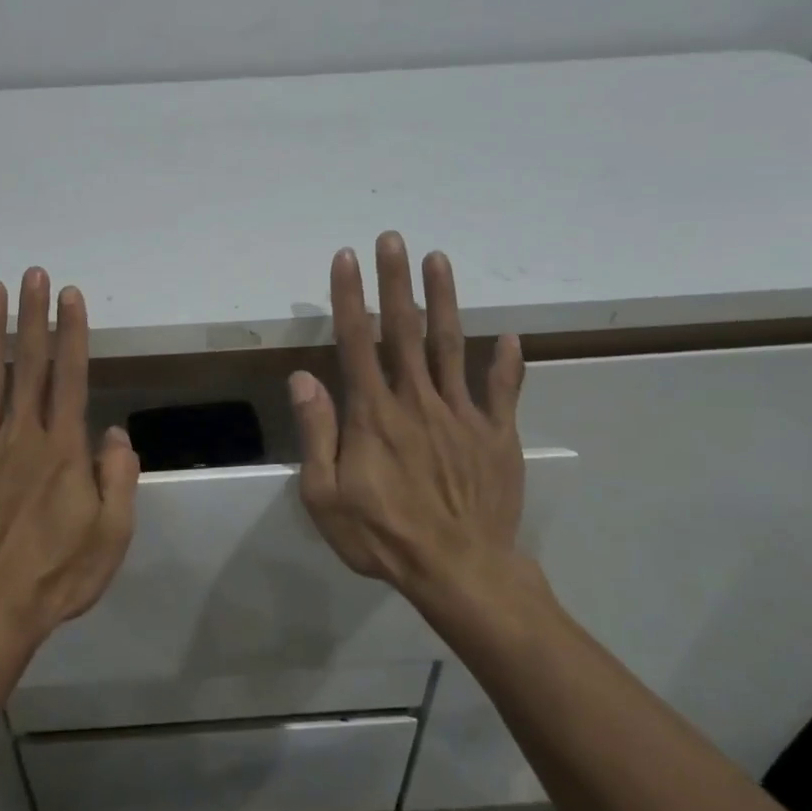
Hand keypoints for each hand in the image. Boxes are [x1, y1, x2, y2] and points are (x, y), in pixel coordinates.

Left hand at [0, 268, 138, 643]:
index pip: (69, 377)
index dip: (72, 333)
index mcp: (60, 449)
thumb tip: (115, 434)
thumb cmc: (56, 576)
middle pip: (27, 365)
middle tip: (32, 274)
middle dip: (33, 316)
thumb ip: (118, 478)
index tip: (71, 296)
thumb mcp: (111, 535)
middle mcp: (18, 436)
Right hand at [289, 232, 535, 615]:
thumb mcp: (325, 495)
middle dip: (396, 281)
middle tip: (393, 238)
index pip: (356, 341)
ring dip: (444, 300)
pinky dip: (506, 364)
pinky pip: (501, 391)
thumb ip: (316, 432)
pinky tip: (510, 338)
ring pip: (451, 346)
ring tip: (440, 259)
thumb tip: (301, 377)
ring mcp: (461, 414)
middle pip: (404, 330)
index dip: (350, 297)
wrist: (460, 571)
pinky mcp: (496, 434)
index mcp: (373, 413)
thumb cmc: (382, 536)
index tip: (346, 258)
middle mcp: (417, 400)